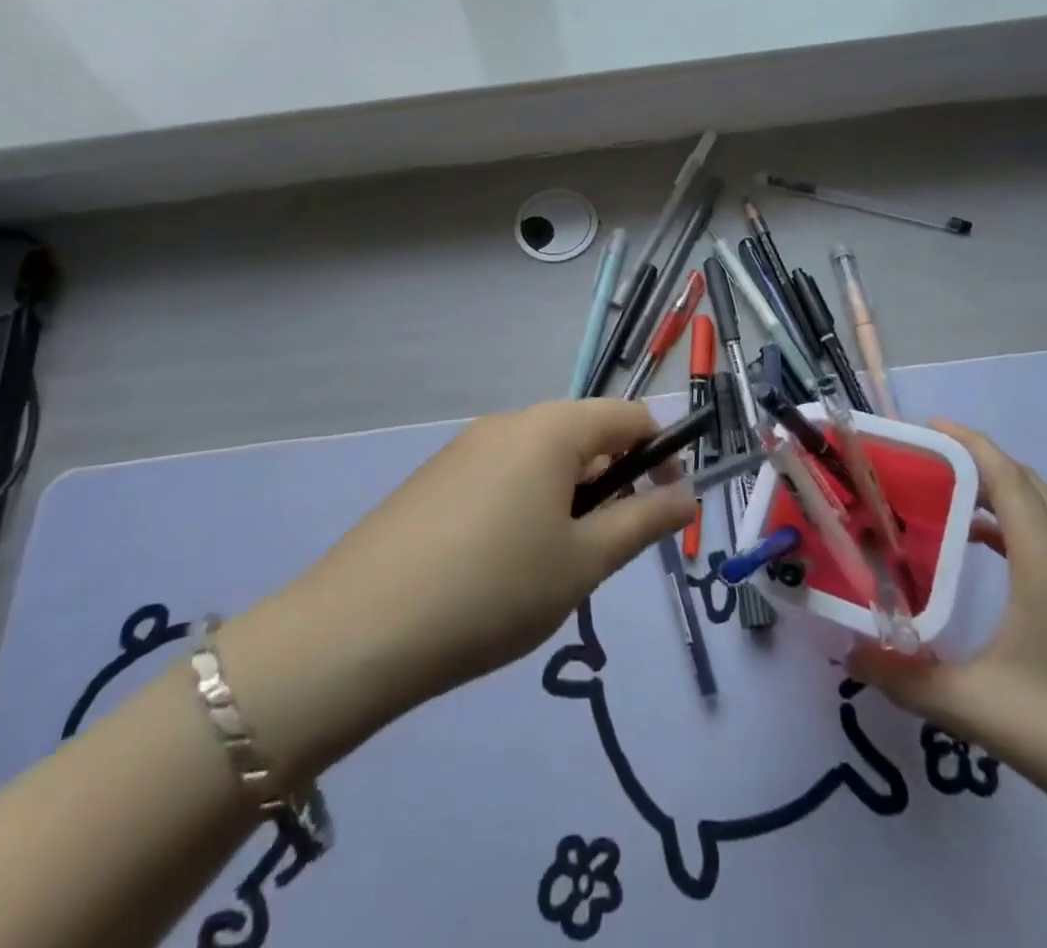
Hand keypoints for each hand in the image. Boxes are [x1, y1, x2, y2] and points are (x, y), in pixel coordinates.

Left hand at [225, 401, 697, 779]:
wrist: (359, 630)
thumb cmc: (495, 589)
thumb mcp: (584, 562)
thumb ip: (643, 521)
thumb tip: (687, 494)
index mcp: (552, 428)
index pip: (629, 416)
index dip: (660, 454)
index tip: (663, 509)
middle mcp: (508, 421)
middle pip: (584, 435)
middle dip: (610, 484)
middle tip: (601, 554)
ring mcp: (465, 447)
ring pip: (541, 460)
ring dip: (567, 500)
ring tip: (550, 569)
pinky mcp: (435, 477)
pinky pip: (501, 476)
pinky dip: (524, 507)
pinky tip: (500, 568)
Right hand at [849, 422, 1046, 847]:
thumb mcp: (975, 708)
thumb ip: (905, 679)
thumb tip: (850, 655)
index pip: (1009, 479)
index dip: (969, 444)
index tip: (927, 428)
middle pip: (1029, 484)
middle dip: (980, 460)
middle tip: (929, 461)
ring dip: (1003, 493)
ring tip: (950, 500)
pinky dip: (1021, 527)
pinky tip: (992, 557)